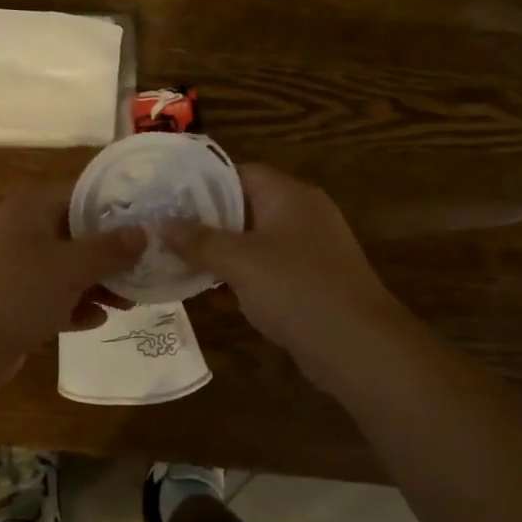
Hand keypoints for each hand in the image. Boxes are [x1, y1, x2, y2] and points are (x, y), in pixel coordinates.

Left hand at [0, 178, 141, 368]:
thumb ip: (109, 249)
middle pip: (76, 233)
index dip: (116, 206)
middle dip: (111, 252)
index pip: (82, 194)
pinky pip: (51, 297)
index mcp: (31, 208)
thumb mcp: (70, 267)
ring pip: (66, 268)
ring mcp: (14, 268)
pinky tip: (98, 320)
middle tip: (146, 267)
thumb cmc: (17, 292)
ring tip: (130, 301)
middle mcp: (22, 231)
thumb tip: (142, 233)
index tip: (149, 221)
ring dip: (97, 283)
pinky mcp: (12, 302)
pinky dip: (73, 306)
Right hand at [163, 165, 405, 389]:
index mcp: (289, 195)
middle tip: (164, 234)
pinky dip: (240, 281)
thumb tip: (163, 224)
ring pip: (252, 244)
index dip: (202, 183)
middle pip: (243, 208)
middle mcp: (300, 216)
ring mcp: (307, 252)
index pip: (239, 173)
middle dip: (205, 224)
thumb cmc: (297, 289)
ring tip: (177, 265)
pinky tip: (211, 299)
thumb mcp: (240, 261)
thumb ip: (199, 241)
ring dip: (219, 256)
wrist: (359, 348)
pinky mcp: (308, 285)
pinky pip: (265, 273)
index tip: (167, 198)